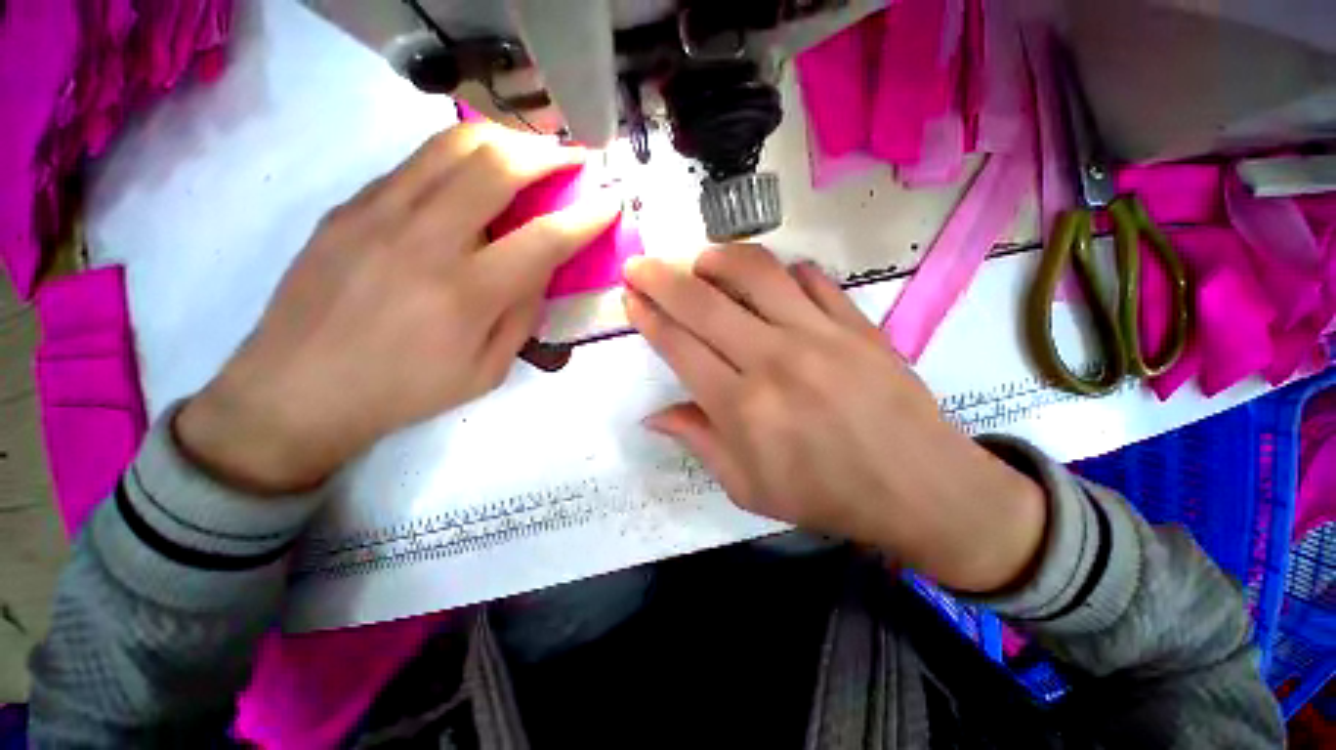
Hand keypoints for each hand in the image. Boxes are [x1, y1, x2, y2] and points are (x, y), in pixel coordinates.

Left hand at [176, 123, 619, 493]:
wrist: (296, 390)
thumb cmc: (405, 392)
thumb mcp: (487, 371)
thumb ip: (523, 315)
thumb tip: (541, 269)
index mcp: (466, 294)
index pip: (544, 239)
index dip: (586, 216)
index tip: (611, 201)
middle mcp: (424, 240)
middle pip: (497, 166)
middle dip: (548, 153)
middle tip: (574, 157)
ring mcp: (378, 213)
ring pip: (453, 145)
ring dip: (506, 140)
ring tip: (531, 151)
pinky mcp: (350, 206)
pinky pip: (417, 163)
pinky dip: (460, 157)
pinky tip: (475, 174)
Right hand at [623, 246, 1046, 592]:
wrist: (921, 489)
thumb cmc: (826, 496)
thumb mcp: (748, 487)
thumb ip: (698, 441)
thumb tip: (654, 416)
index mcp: (742, 407)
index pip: (679, 346)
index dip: (648, 317)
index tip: (630, 299)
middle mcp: (774, 360)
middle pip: (703, 302)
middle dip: (661, 278)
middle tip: (640, 265)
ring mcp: (820, 335)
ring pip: (755, 273)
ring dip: (717, 260)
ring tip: (700, 263)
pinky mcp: (857, 323)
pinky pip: (811, 278)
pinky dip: (782, 272)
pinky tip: (770, 282)